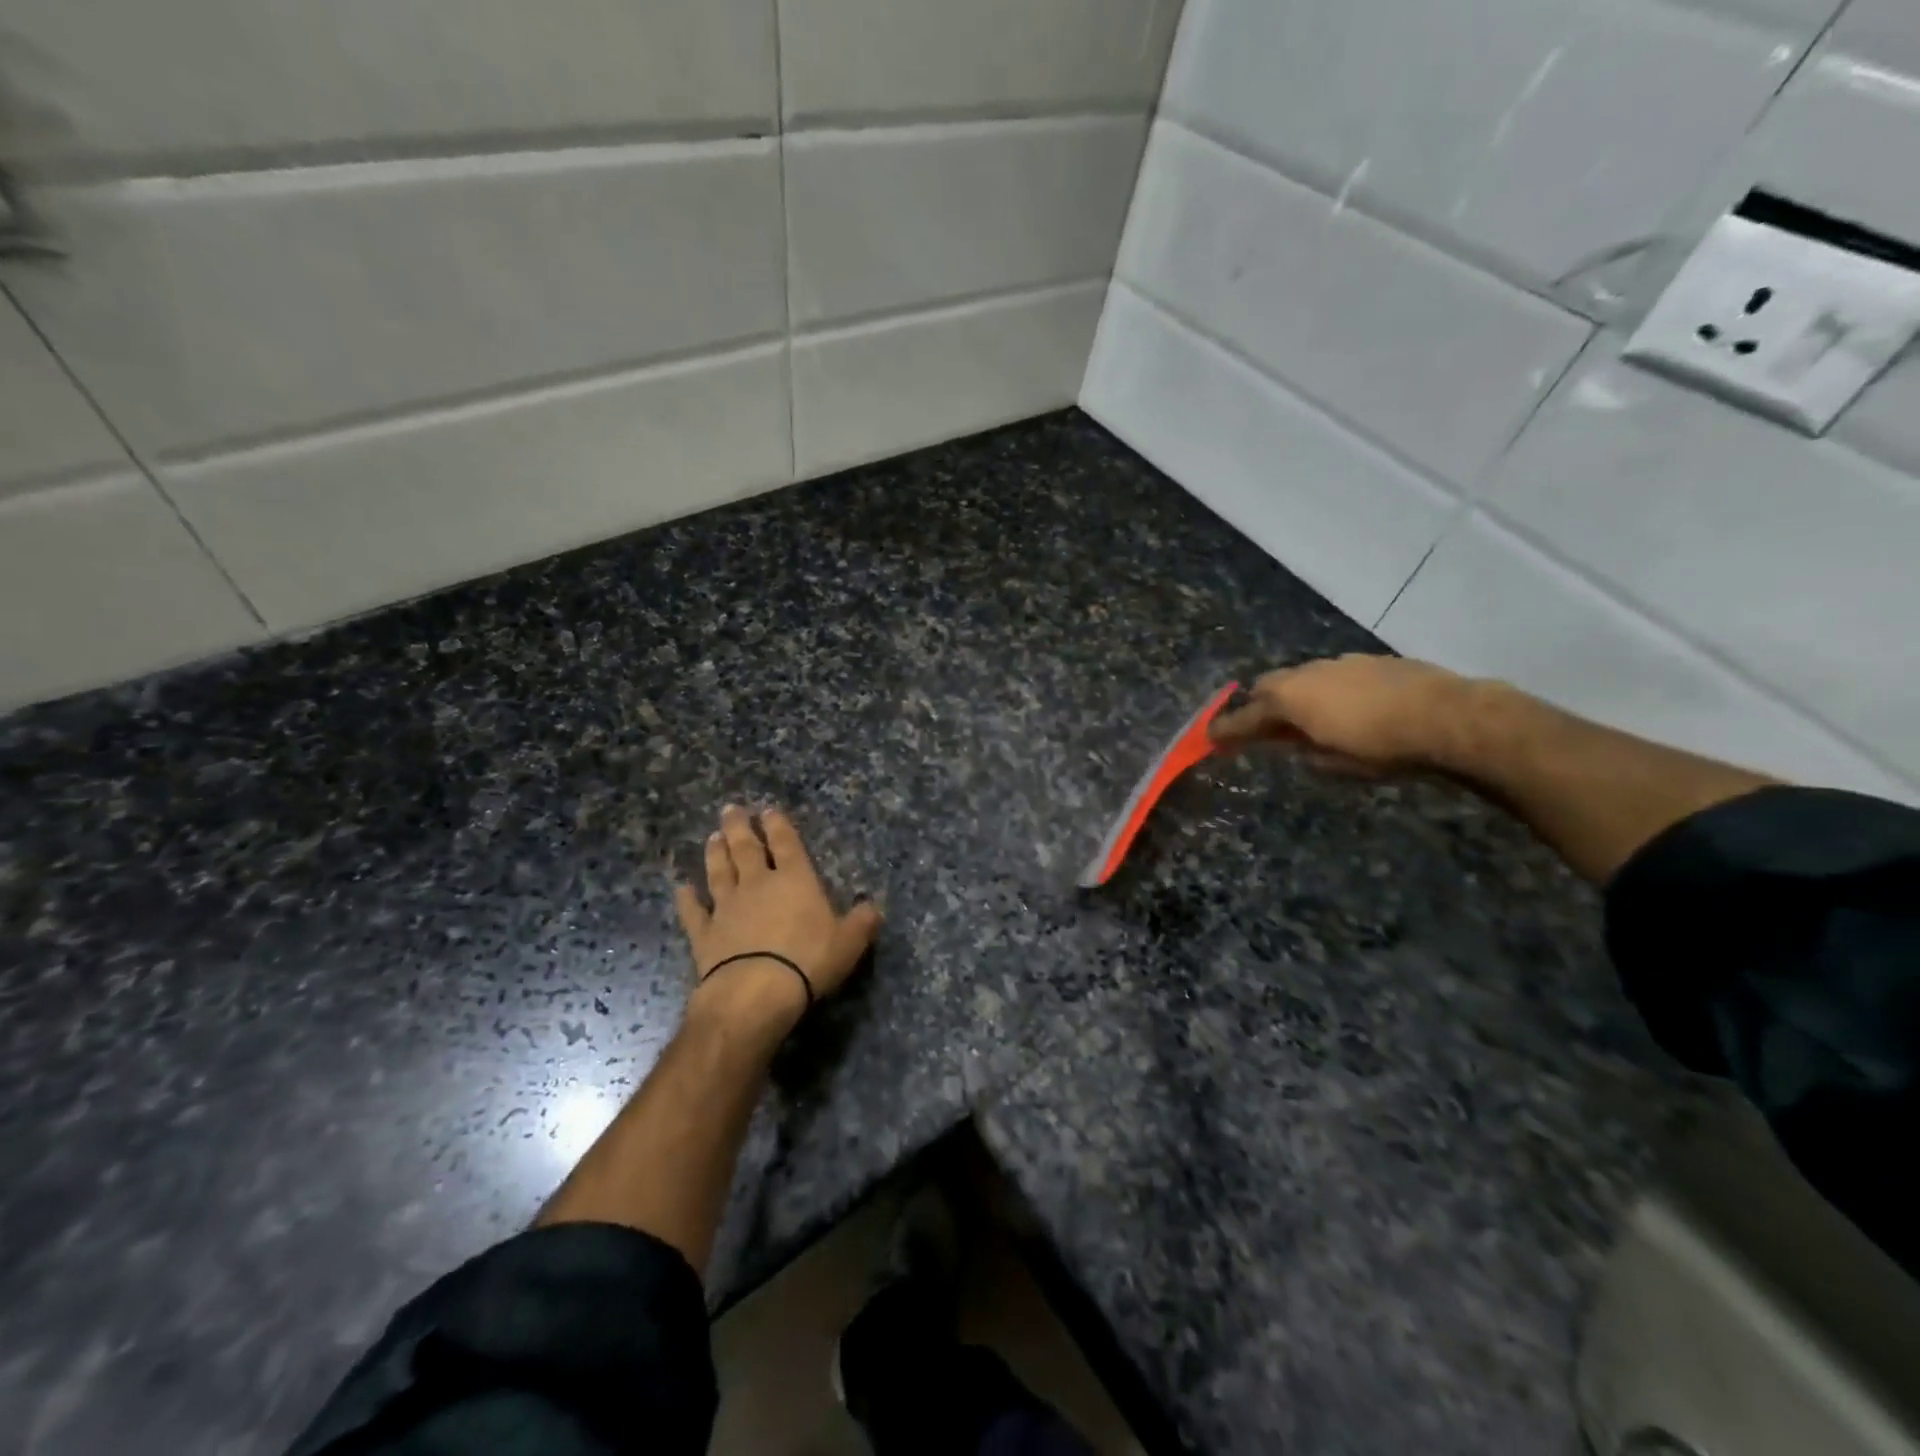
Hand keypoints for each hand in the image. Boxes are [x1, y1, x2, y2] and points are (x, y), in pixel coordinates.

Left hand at [675, 805, 881, 1040]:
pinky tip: (681, 889)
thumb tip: (873, 907)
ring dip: (715, 854)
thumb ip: (862, 922)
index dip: (778, 825)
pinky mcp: (705, 933)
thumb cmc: (808, 961)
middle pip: (746, 849)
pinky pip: (694, 912)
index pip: (786, 844)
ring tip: (712, 837)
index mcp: (795, 880)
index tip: (768, 810)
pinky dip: (687, 899)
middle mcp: (758, 884)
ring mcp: (727, 907)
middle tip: (730, 809)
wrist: (755, 992)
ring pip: (719, 872)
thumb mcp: (849, 943)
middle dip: (739, 827)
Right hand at [1208, 654, 1475, 775]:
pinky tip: (1348, 710)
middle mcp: (1307, 673)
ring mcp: (1339, 662)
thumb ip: (1305, 751)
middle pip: (1268, 687)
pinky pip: (1332, 676)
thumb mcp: (1333, 763)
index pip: (1245, 716)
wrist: (1449, 717)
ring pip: (1302, 678)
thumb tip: (1298, 745)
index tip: (1210, 739)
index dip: (1226, 730)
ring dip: (1296, 697)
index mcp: (1290, 699)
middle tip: (1263, 730)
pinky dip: (1327, 692)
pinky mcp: (1370, 661)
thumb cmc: (1381, 748)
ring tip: (1309, 721)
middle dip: (1260, 707)